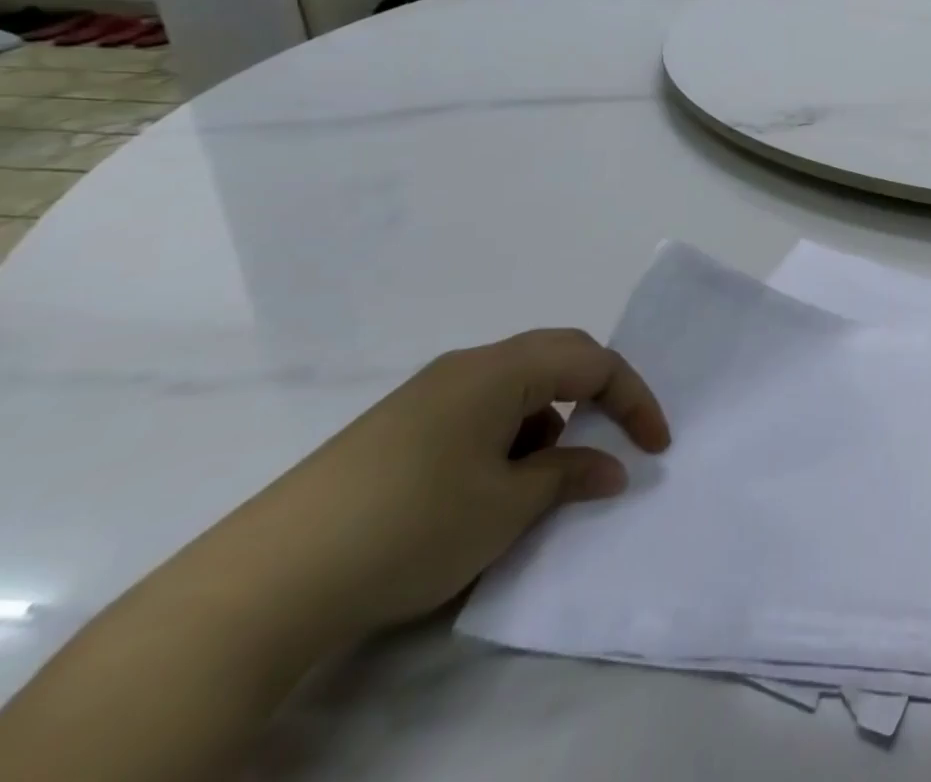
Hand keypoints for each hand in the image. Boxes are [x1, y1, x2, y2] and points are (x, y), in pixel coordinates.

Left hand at [229, 329, 669, 643]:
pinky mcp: (397, 426)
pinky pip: (479, 409)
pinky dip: (508, 434)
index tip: (656, 445)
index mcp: (502, 369)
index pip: (594, 363)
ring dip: (548, 418)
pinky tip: (489, 485)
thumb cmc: (412, 526)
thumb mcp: (507, 508)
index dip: (634, 399)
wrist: (263, 583)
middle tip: (616, 436)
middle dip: (597, 393)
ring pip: (517, 385)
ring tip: (545, 476)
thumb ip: (569, 477)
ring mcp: (427, 393)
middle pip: (557, 357)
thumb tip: (611, 468)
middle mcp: (468, 366)